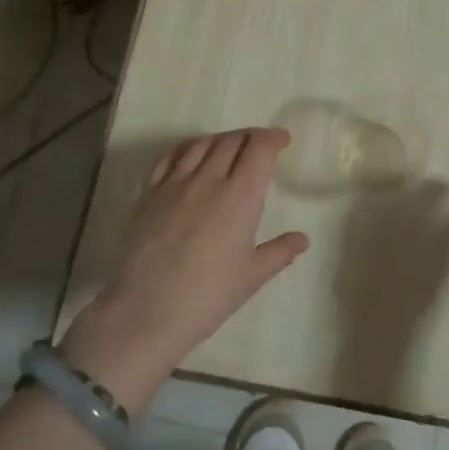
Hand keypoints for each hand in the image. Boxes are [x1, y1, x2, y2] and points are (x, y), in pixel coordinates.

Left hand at [60, 128, 307, 410]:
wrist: (146, 312)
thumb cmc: (208, 296)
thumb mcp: (252, 276)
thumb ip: (280, 252)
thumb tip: (302, 239)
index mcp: (241, 196)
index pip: (259, 148)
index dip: (273, 137)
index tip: (282, 140)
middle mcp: (209, 180)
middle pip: (232, 141)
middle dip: (250, 137)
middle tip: (259, 146)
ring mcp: (175, 184)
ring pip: (202, 144)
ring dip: (221, 139)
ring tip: (229, 148)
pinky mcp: (148, 194)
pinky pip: (170, 157)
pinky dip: (188, 148)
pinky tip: (191, 155)